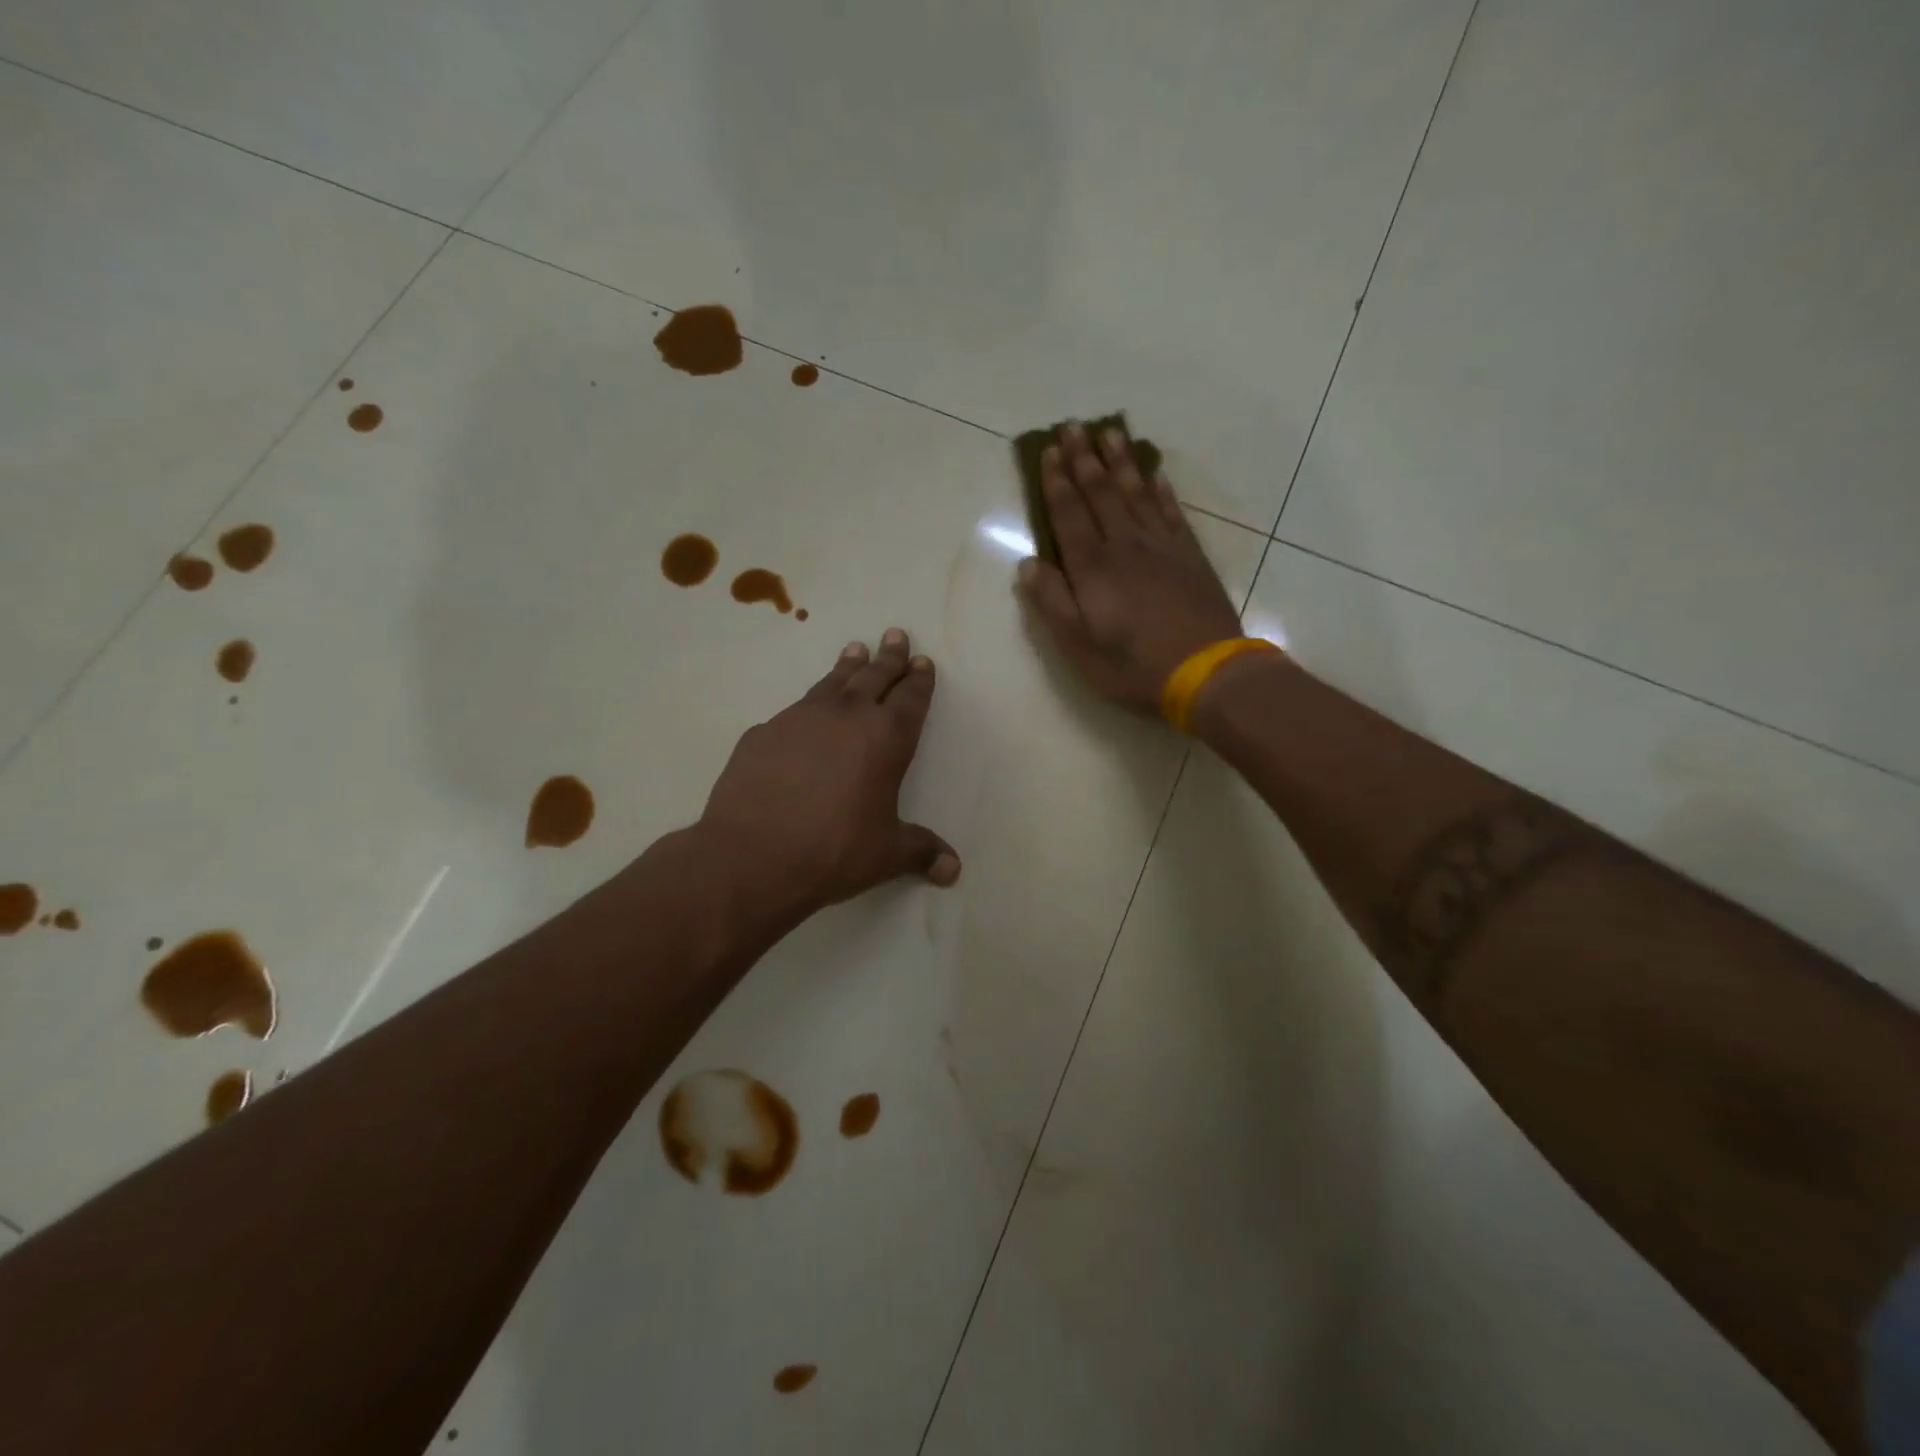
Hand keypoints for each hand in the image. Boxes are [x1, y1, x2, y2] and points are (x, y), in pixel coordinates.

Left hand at [698, 629, 959, 927]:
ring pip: (832, 682)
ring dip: (847, 667)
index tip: (922, 660)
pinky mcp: (763, 732)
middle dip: (889, 657)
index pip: (910, 698)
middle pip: (874, 676)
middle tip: (895, 634)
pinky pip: (793, 711)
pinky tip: (804, 714)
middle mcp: (846, 716)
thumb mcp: (887, 854)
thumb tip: (953, 870)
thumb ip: (921, 852)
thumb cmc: (834, 851)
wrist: (752, 855)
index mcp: (886, 738)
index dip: (919, 679)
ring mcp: (800, 718)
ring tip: (855, 650)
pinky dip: (807, 706)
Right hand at [1017, 421, 1245, 713]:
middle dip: (1084, 459)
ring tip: (1110, 434)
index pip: (1069, 514)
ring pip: (1136, 494)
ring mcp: (1162, 547)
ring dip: (1121, 463)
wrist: (1205, 672)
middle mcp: (1125, 545)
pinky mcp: (1190, 555)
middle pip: (1101, 494)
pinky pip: (1171, 512)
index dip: (1057, 482)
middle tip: (1074, 426)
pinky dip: (1160, 490)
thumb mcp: (1078, 645)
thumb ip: (1051, 602)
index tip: (1049, 450)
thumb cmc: (1132, 665)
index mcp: (1092, 568)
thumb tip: (1028, 563)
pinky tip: (1154, 474)